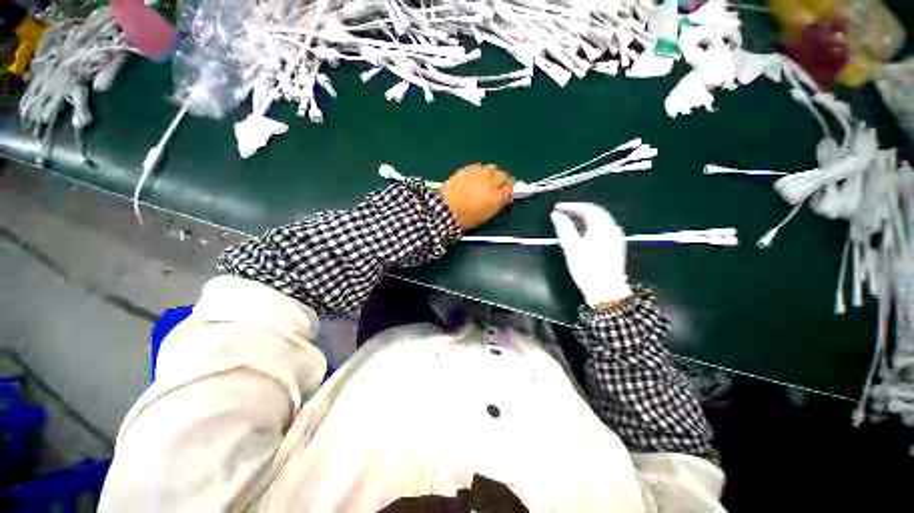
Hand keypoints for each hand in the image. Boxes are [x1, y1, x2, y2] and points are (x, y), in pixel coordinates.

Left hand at [440, 164, 513, 230]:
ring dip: (492, 172)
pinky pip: (479, 166)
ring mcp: (480, 174)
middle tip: (497, 184)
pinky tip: (475, 175)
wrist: (447, 209)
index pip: (510, 188)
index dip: (509, 188)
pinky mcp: (469, 169)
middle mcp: (492, 183)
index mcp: (497, 198)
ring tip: (487, 178)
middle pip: (503, 176)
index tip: (506, 191)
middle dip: (502, 179)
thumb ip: (496, 205)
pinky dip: (480, 170)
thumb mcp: (485, 216)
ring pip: (493, 167)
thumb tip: (503, 198)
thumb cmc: (466, 219)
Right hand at [550, 202, 631, 305]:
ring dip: (585, 216)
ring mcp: (616, 236)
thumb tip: (556, 214)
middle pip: (596, 212)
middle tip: (563, 212)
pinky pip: (604, 227)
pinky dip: (592, 224)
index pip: (587, 208)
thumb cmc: (587, 268)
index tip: (558, 207)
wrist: (606, 289)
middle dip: (579, 209)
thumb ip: (564, 228)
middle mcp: (612, 228)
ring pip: (601, 219)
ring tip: (570, 220)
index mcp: (601, 227)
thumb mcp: (571, 248)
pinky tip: (583, 231)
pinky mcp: (616, 244)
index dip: (571, 206)